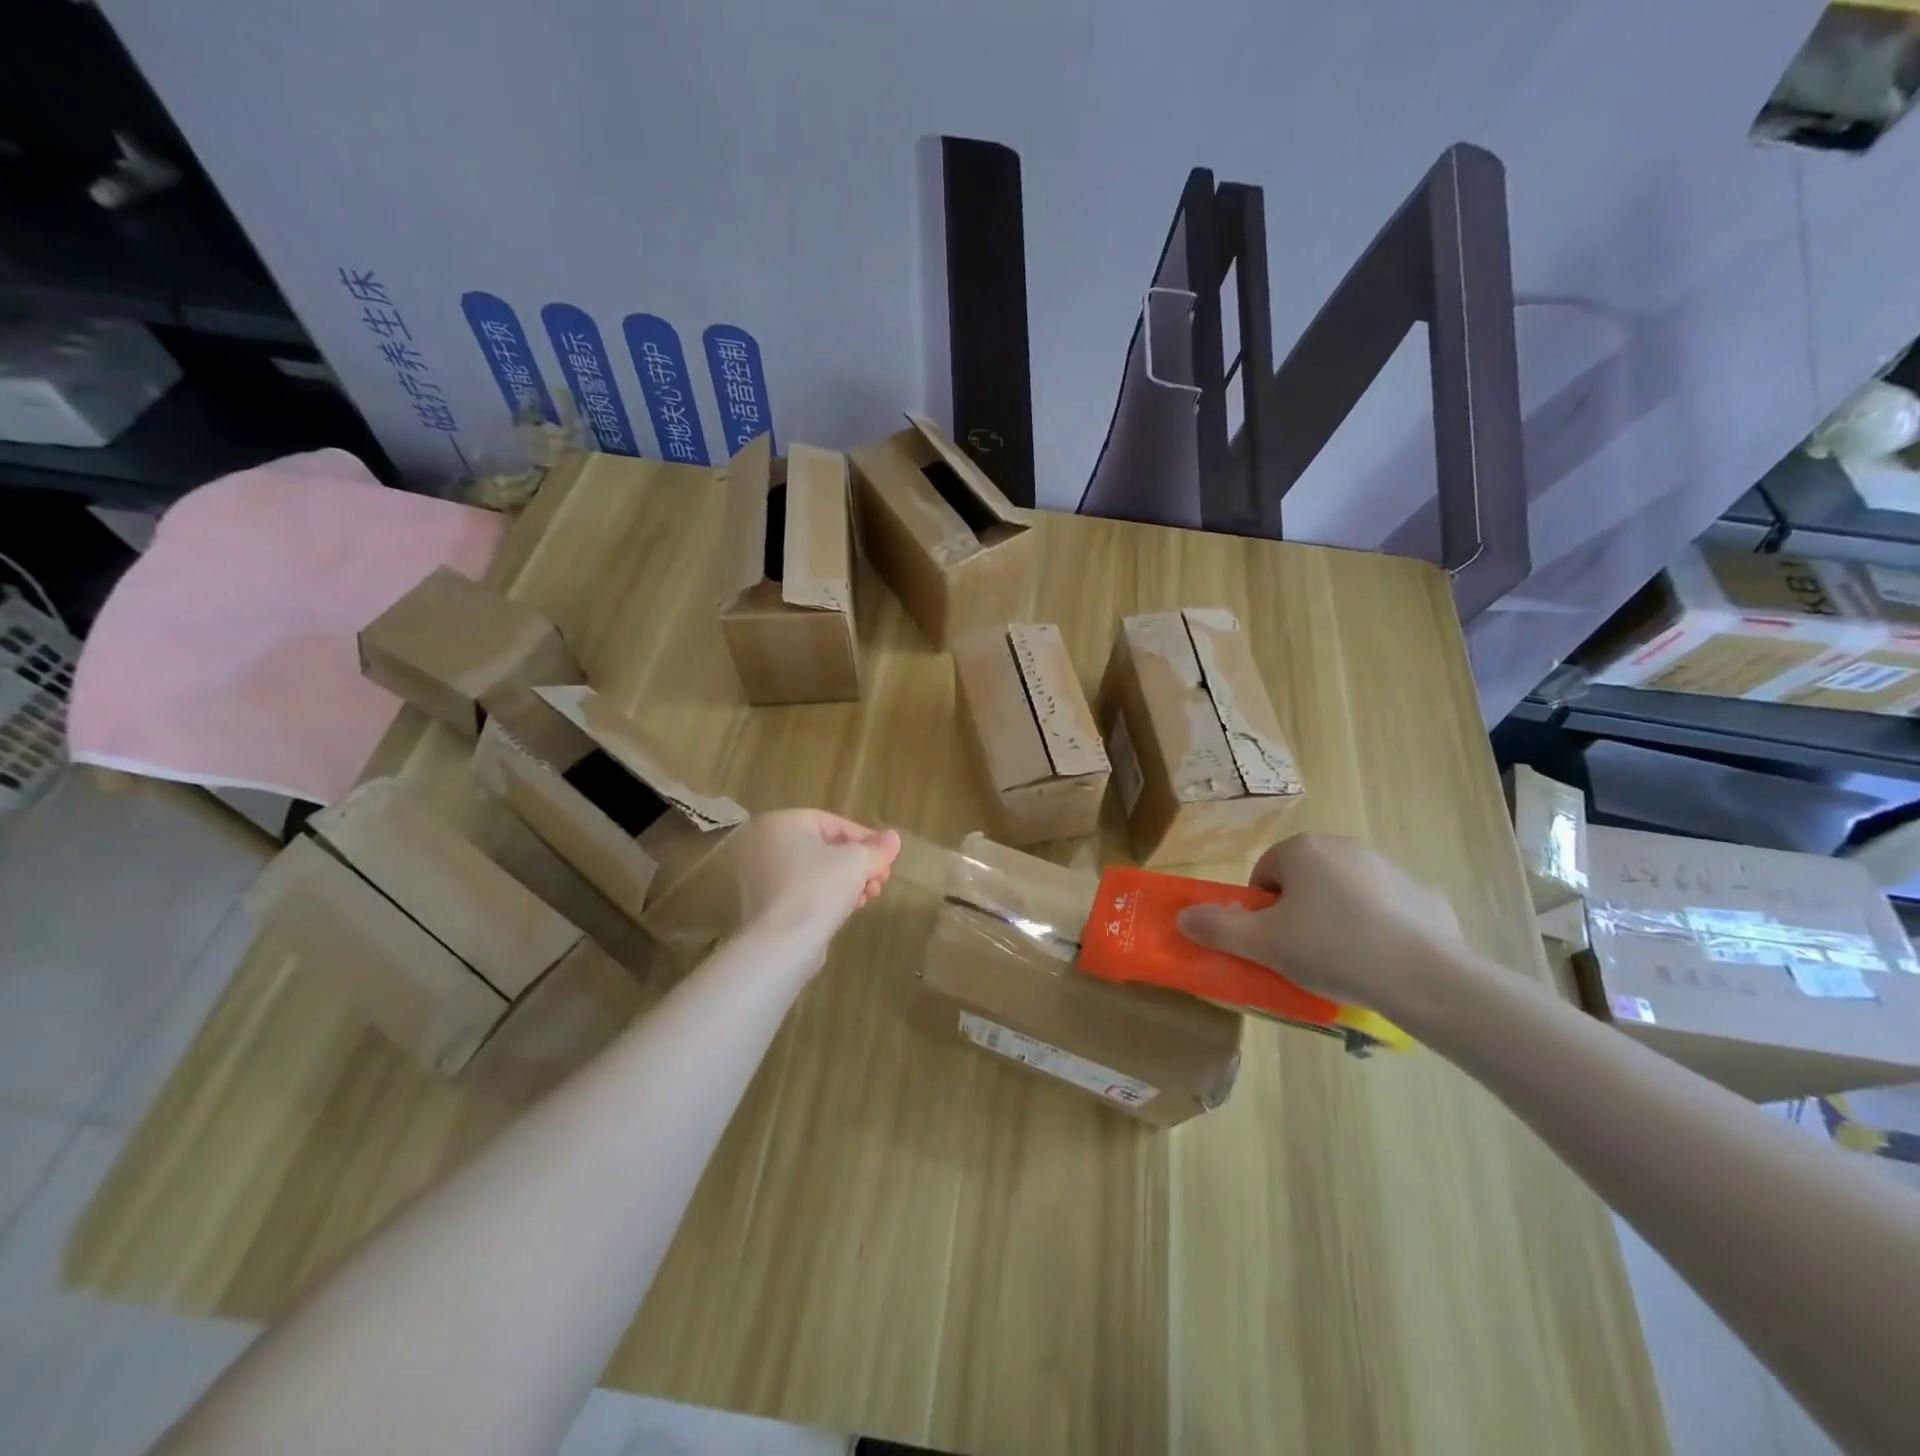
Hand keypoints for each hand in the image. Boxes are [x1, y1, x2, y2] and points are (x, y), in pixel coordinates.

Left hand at [731, 809, 900, 953]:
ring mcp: (756, 874)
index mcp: (782, 821)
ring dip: (846, 882)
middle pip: (823, 848)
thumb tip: (893, 838)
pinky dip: (824, 895)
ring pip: (813, 871)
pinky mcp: (759, 902)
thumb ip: (878, 848)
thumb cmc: (819, 887)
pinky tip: (847, 909)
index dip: (867, 840)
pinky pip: (800, 889)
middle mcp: (763, 842)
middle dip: (858, 865)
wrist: (782, 942)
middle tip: (880, 881)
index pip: (833, 823)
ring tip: (867, 898)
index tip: (888, 858)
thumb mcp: (857, 862)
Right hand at [1175, 833, 1468, 1017]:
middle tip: (1303, 954)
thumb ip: (1217, 928)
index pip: (1265, 875)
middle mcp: (1345, 846)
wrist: (1426, 977)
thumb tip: (1183, 917)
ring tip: (1344, 962)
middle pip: (1303, 881)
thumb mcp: (1262, 944)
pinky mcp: (1424, 896)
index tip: (1274, 943)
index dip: (1262, 912)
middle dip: (1298, 913)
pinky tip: (1382, 961)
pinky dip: (1378, 929)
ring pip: (1344, 894)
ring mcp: (1390, 868)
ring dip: (1336, 919)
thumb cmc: (1332, 949)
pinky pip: (1386, 910)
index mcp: (1304, 849)